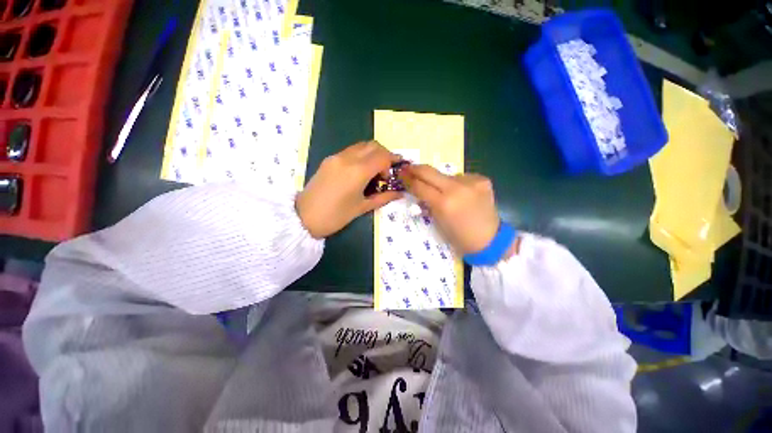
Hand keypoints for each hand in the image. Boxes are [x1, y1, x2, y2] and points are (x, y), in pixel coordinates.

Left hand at [296, 141, 402, 238]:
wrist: (304, 217)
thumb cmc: (336, 216)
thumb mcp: (362, 207)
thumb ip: (384, 197)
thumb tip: (400, 193)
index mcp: (358, 171)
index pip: (382, 156)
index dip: (393, 161)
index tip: (396, 171)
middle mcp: (348, 158)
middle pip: (373, 145)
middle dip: (384, 154)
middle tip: (386, 171)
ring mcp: (336, 157)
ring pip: (361, 145)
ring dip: (372, 153)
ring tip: (374, 171)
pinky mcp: (329, 159)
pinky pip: (350, 151)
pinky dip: (361, 155)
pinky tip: (360, 171)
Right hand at [401, 165, 500, 254]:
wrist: (489, 239)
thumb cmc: (459, 237)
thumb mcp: (437, 222)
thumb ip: (427, 204)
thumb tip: (419, 190)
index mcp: (443, 204)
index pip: (419, 186)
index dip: (408, 179)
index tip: (401, 174)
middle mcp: (456, 189)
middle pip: (429, 171)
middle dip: (416, 169)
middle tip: (408, 168)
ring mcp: (471, 182)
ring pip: (447, 175)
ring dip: (441, 181)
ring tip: (445, 193)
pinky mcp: (482, 180)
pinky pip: (462, 178)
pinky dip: (457, 184)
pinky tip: (462, 194)